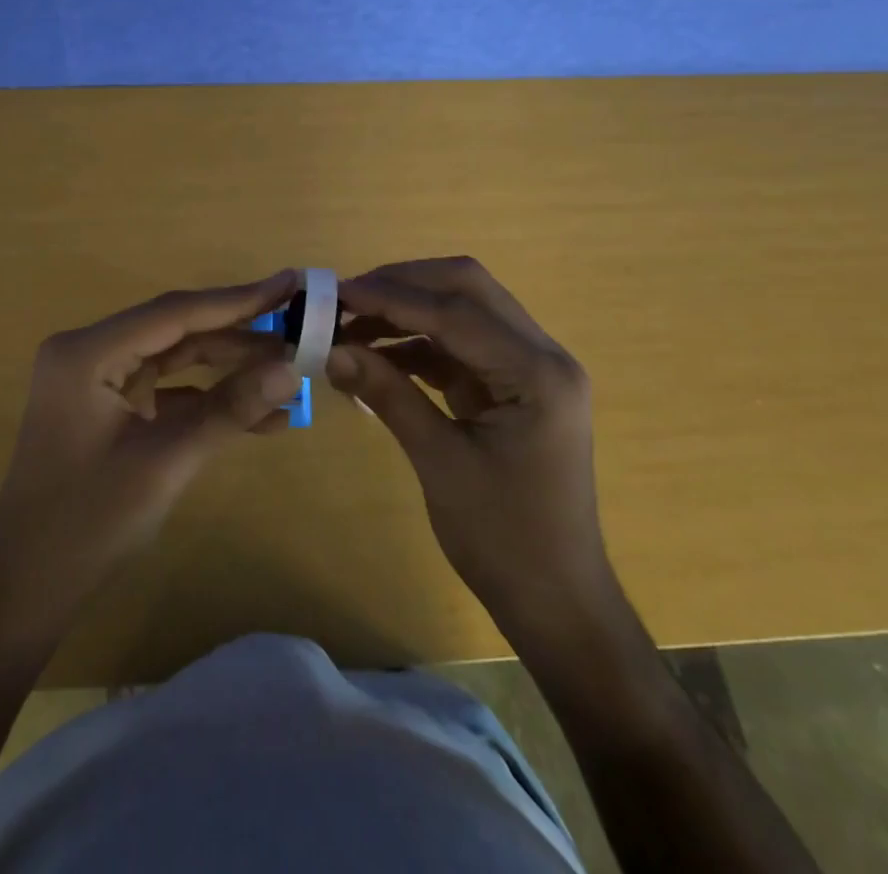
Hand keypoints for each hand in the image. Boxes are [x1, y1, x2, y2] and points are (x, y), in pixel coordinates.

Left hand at [0, 271, 303, 627]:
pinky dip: (206, 400)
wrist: (27, 589)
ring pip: (175, 359)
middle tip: (300, 330)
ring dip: (229, 369)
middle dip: (239, 337)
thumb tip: (292, 369)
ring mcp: (96, 379)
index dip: (238, 299)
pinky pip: (165, 390)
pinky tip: (260, 414)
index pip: (175, 313)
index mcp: (88, 352)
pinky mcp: (107, 406)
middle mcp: (88, 352)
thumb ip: (229, 410)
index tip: (290, 283)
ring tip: (291, 372)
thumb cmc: (88, 524)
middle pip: (176, 331)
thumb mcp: (166, 462)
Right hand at [327, 257, 615, 658]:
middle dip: (404, 285)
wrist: (557, 602)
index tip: (338, 293)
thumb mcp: (440, 463)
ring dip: (407, 311)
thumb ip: (388, 394)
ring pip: (462, 311)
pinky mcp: (510, 387)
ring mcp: (528, 369)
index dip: (392, 296)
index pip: (456, 311)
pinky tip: (375, 355)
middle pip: (467, 288)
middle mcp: (541, 356)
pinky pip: (459, 346)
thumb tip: (330, 350)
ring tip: (351, 324)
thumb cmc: (506, 540)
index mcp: (537, 372)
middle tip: (348, 298)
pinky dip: (416, 343)